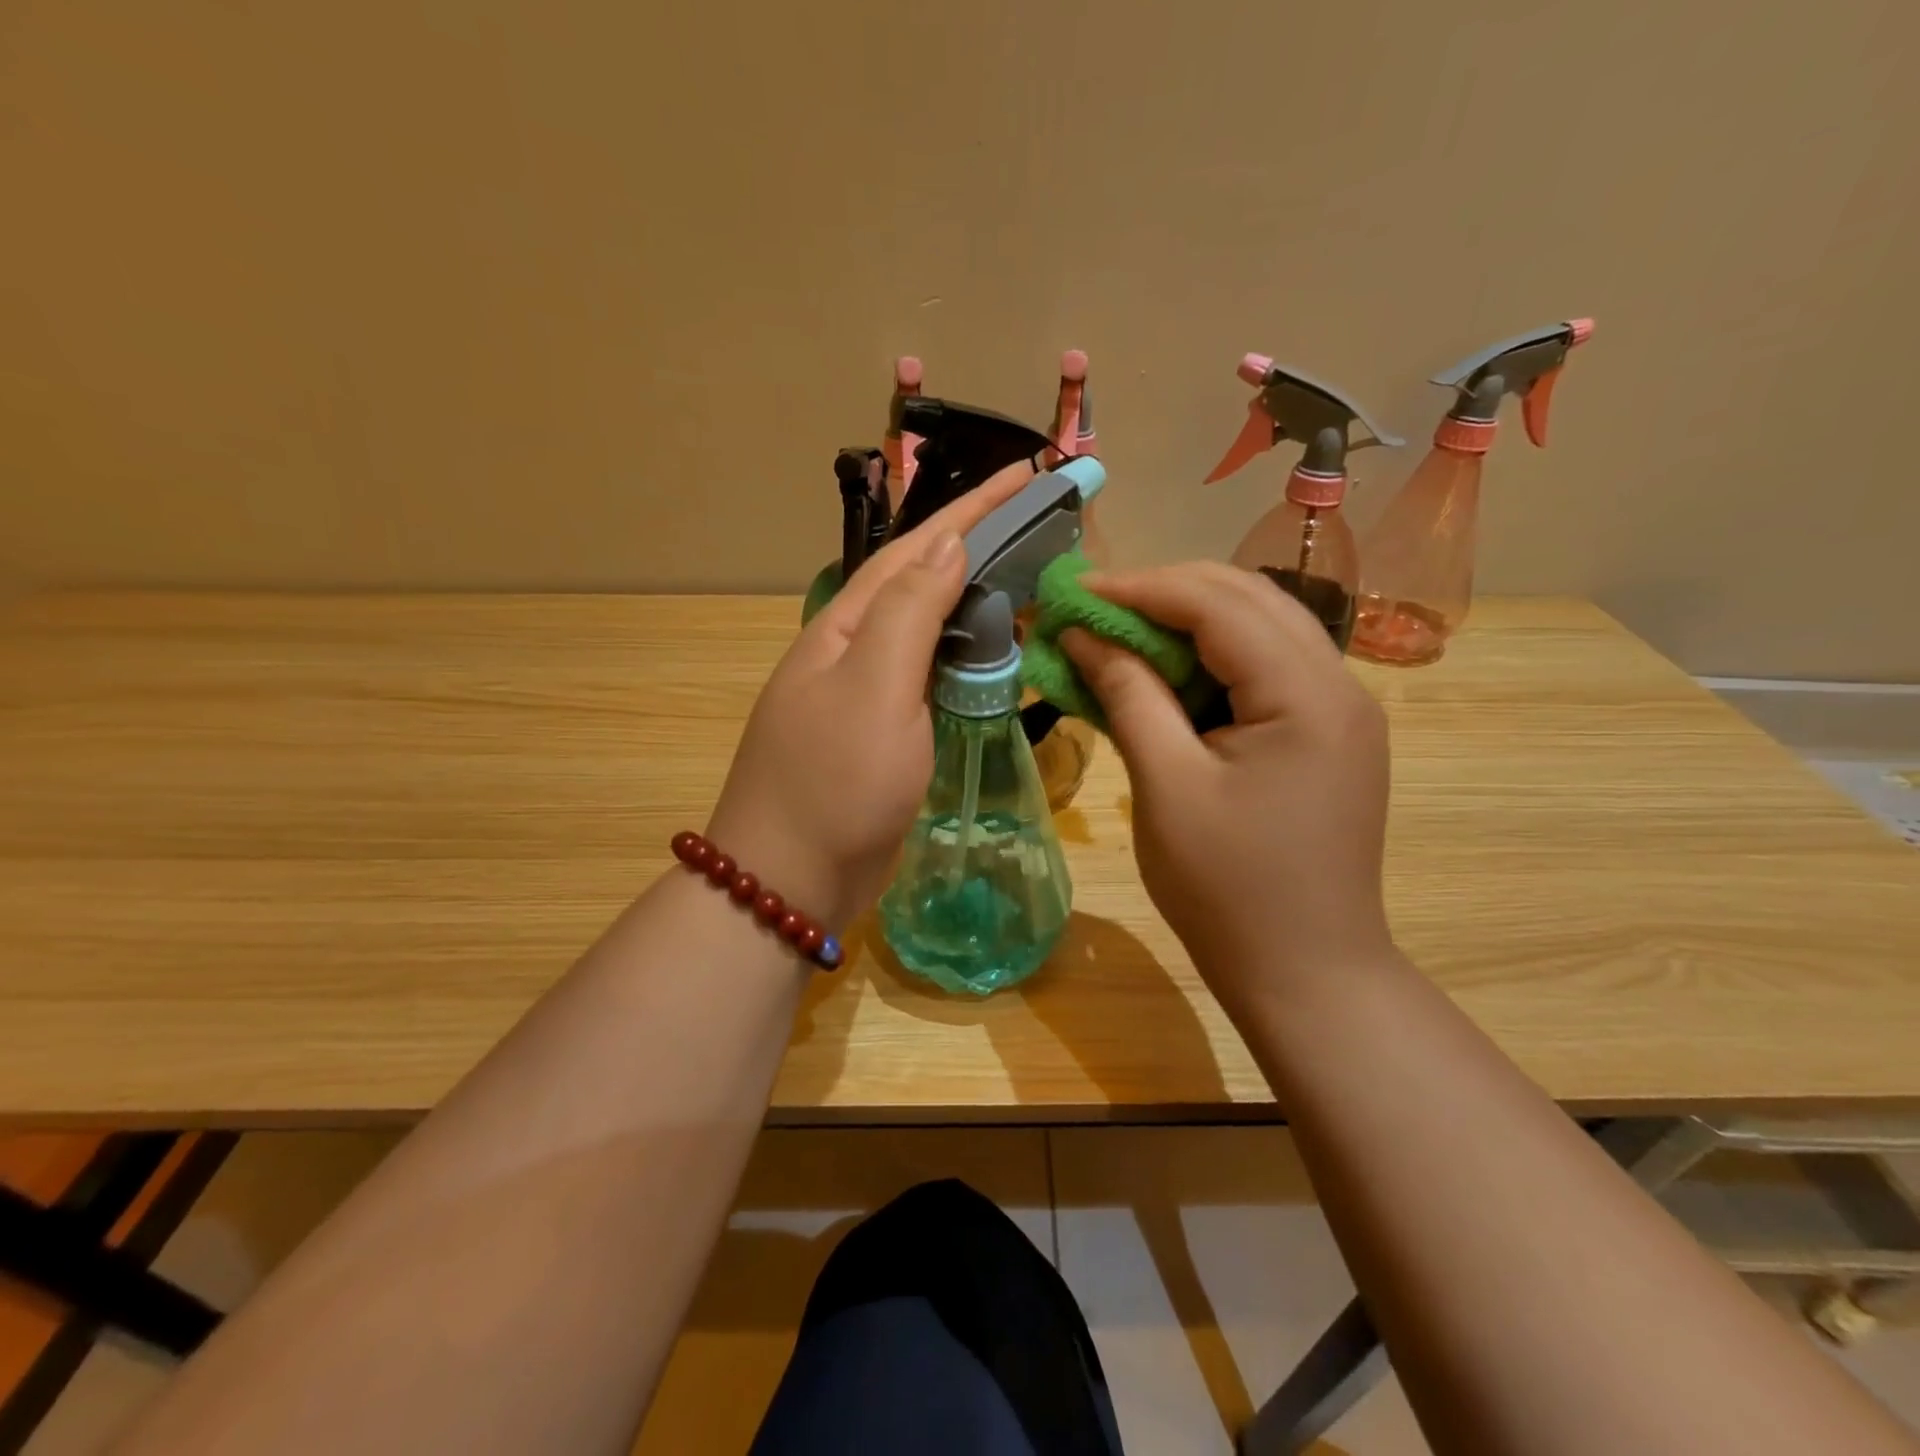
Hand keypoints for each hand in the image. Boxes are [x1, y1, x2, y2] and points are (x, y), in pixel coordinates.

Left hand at [707, 462, 1036, 930]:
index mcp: (845, 627)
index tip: (1026, 473)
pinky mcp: (882, 734)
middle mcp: (852, 650)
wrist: (790, 881)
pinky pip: (929, 677)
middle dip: (976, 544)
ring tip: (1027, 579)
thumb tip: (949, 544)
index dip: (972, 508)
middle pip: (921, 581)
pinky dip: (965, 657)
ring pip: (927, 629)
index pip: (917, 549)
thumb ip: (911, 612)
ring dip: (974, 599)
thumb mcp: (875, 688)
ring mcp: (865, 694)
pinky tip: (992, 654)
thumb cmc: (834, 783)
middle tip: (1038, 524)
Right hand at [1063, 563, 1393, 1013]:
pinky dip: (1209, 659)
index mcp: (1307, 694)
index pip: (1218, 604)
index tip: (1072, 592)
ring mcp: (1340, 707)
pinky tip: (1164, 675)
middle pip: (1245, 599)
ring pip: (1257, 627)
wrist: (1305, 973)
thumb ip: (1128, 694)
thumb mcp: (1165, 786)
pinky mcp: (1327, 732)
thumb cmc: (1228, 889)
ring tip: (1119, 635)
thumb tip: (1082, 633)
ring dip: (1185, 622)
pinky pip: (1264, 667)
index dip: (1139, 588)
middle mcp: (1339, 683)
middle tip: (1091, 610)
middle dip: (1162, 594)